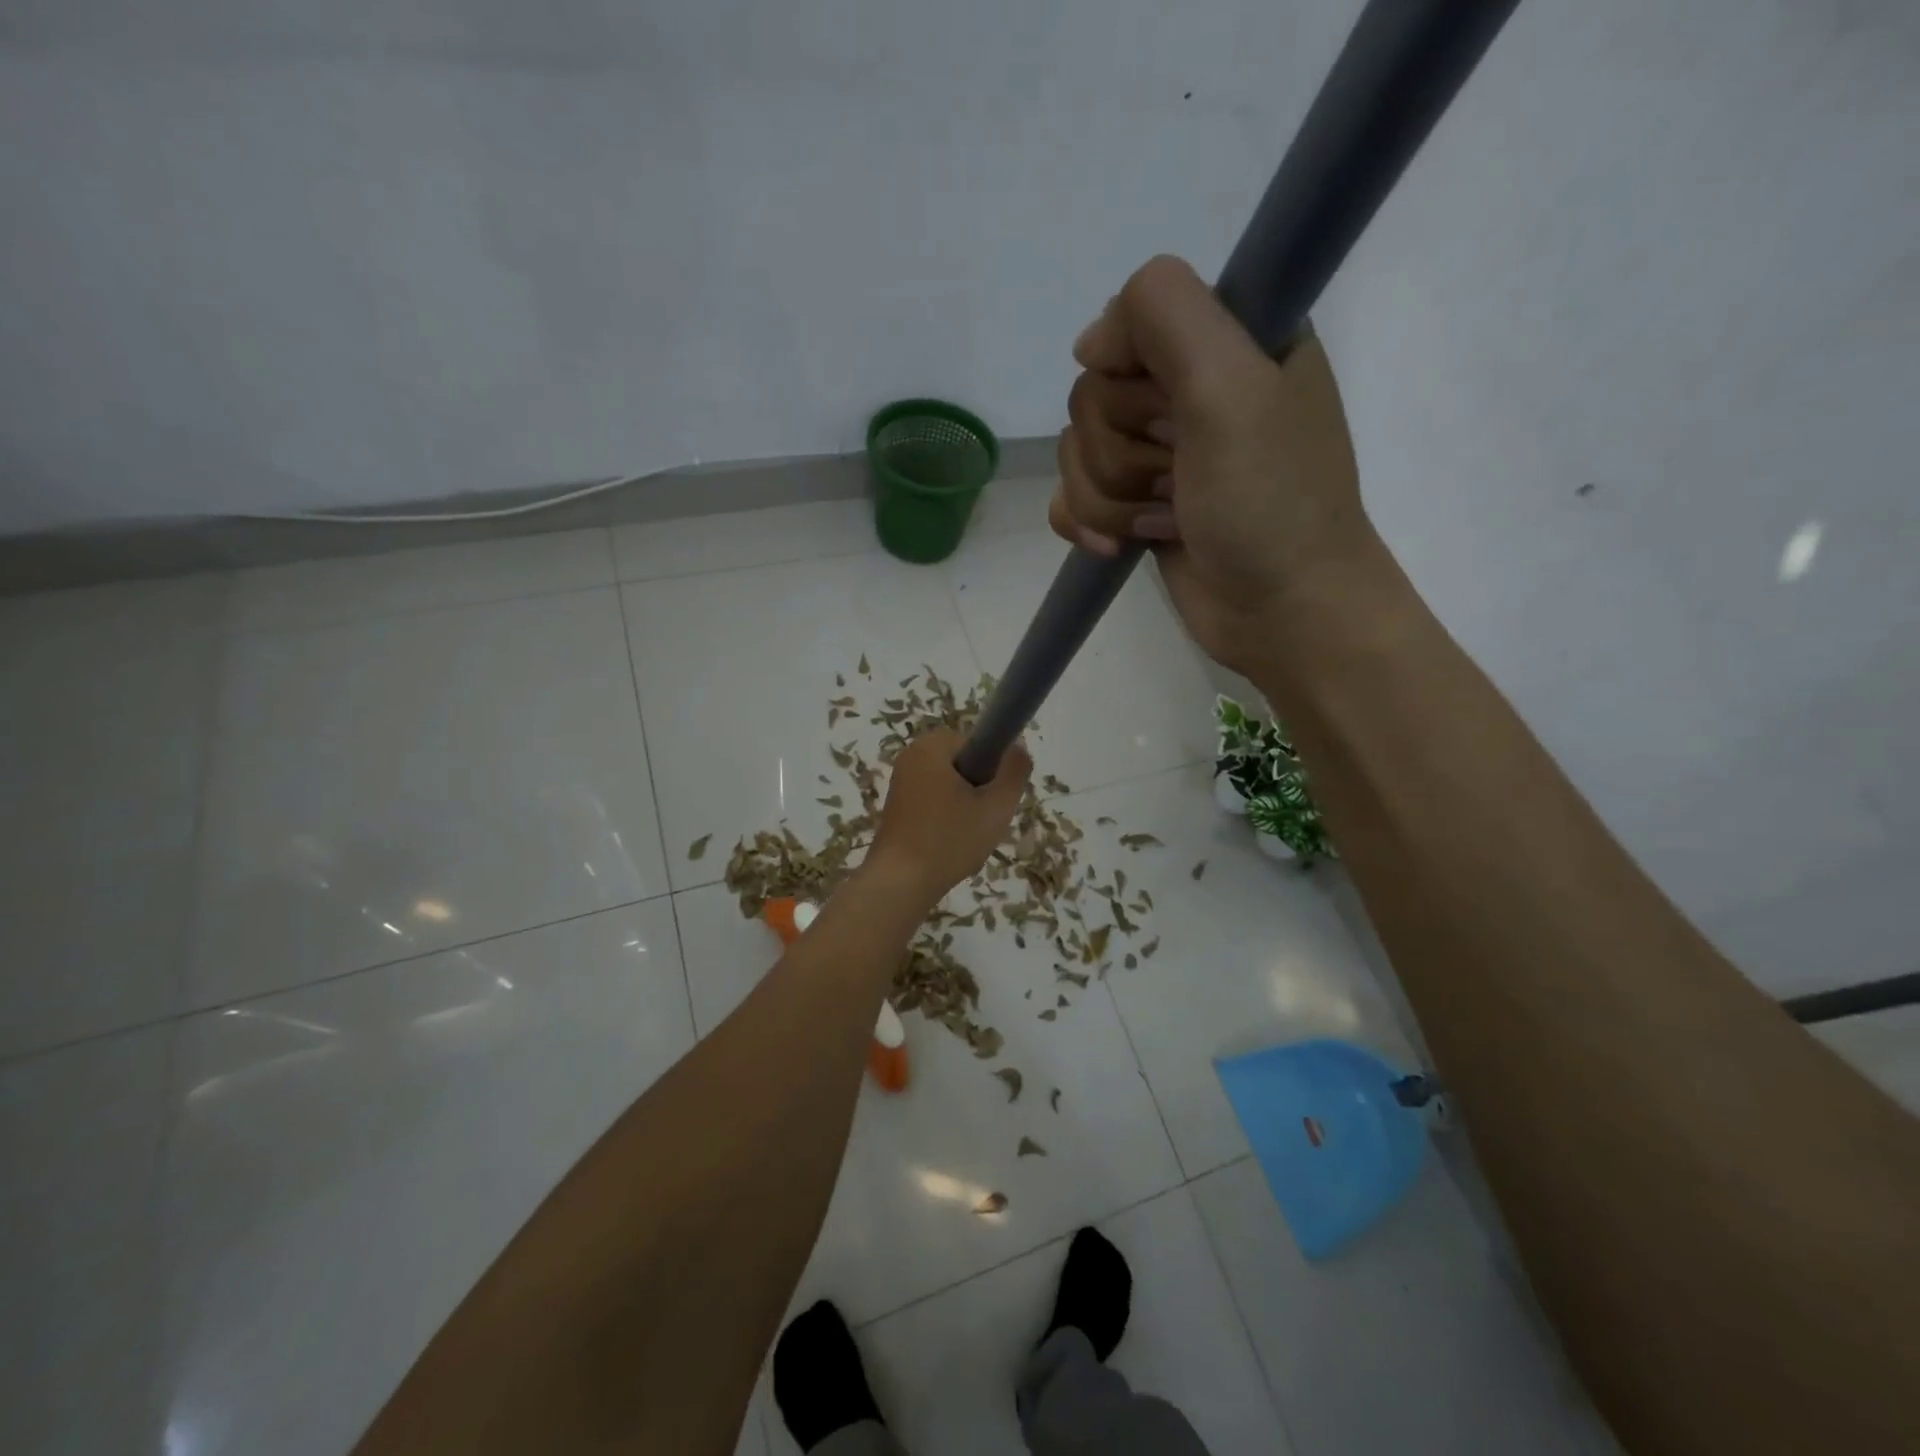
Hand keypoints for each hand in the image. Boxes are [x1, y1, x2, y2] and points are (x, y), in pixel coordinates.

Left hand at [866, 726, 1031, 908]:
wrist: (900, 883)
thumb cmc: (950, 840)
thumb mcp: (996, 806)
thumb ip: (1014, 771)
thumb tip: (1017, 749)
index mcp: (931, 746)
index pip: (978, 743)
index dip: (993, 770)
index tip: (994, 799)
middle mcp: (911, 756)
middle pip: (963, 764)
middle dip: (978, 790)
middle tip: (983, 820)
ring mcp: (900, 782)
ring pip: (950, 785)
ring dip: (964, 807)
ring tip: (965, 836)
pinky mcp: (896, 806)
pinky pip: (933, 801)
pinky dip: (945, 818)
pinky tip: (948, 844)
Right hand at [1050, 255, 1384, 675]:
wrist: (1282, 610)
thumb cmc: (1269, 501)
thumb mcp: (1231, 386)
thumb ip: (1164, 316)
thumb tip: (1089, 344)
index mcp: (1228, 342)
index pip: (1130, 321)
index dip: (1131, 371)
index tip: (1170, 411)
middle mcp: (1191, 392)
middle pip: (1093, 396)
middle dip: (1124, 452)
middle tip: (1179, 478)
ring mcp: (1159, 455)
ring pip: (1076, 452)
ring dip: (1112, 498)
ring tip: (1166, 521)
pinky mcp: (1135, 507)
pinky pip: (1071, 498)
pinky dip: (1088, 524)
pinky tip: (1120, 548)